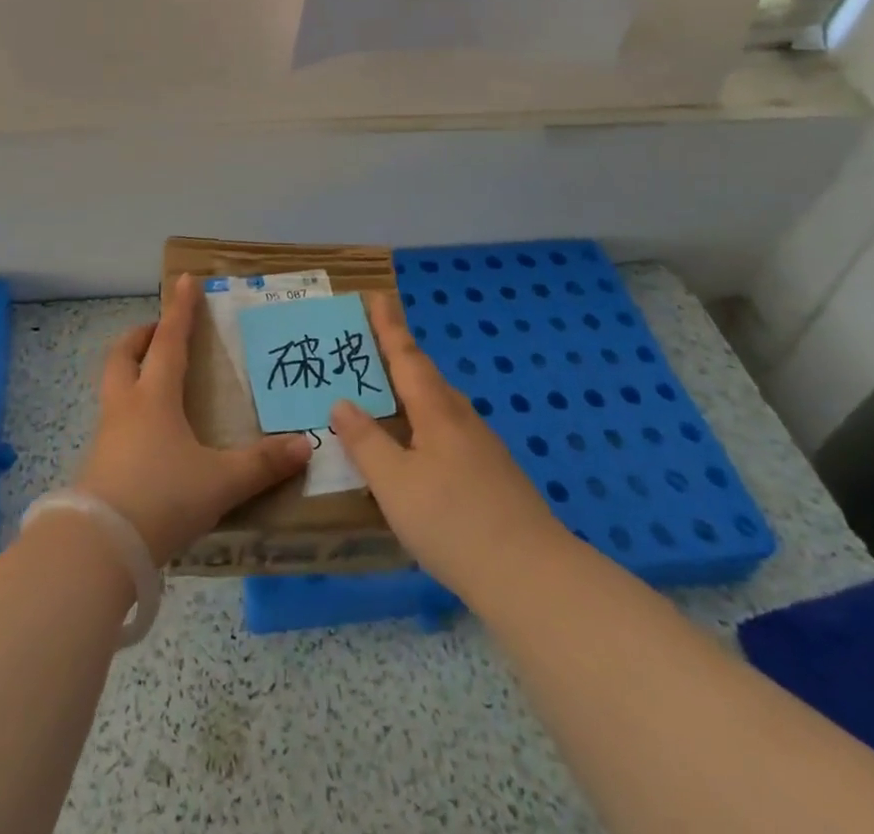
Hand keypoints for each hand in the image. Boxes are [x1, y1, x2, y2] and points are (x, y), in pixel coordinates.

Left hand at [74, 274, 312, 563]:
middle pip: (124, 355)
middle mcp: (126, 405)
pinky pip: (113, 419)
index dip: (180, 310)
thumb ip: (263, 464)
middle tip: (158, 332)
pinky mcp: (97, 463)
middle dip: (141, 336)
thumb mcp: (221, 482)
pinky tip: (147, 433)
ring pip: (113, 385)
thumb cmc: (162, 497)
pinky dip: (129, 409)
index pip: (169, 340)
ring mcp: (107, 434)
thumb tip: (306, 445)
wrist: (99, 546)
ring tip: (154, 380)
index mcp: (155, 396)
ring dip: (130, 371)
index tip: (184, 280)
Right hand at [331, 294, 565, 601]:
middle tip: (372, 345)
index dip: (389, 327)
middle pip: (427, 377)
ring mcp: (483, 449)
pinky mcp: (494, 476)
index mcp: (436, 412)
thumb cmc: (452, 522)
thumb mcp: (394, 483)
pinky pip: (450, 432)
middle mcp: (462, 420)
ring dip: (414, 391)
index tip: (378, 296)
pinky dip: (426, 424)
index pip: (406, 357)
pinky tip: (419, 449)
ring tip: (389, 393)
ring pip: (441, 406)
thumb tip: (342, 402)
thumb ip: (365, 442)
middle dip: (400, 356)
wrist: (531, 577)